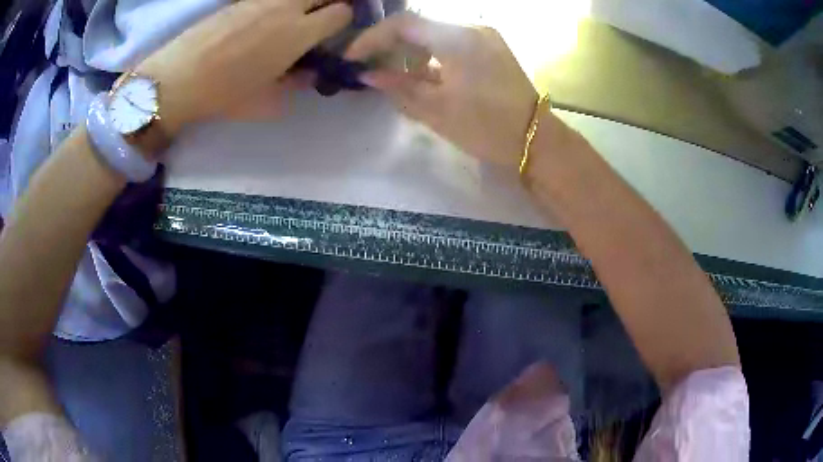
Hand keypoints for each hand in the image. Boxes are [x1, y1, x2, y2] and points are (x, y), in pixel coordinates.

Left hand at [135, 0, 352, 135]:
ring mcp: (262, 0)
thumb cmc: (224, 95)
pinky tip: (267, 20)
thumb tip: (311, 73)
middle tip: (325, 18)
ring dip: (306, 3)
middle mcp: (286, 8)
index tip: (339, 32)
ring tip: (296, 19)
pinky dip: (280, 4)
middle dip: (333, 1)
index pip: (342, 12)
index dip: (346, 20)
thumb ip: (297, 83)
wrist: (178, 78)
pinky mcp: (242, 0)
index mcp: (298, 33)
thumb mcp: (267, 101)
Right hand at [346, 13, 538, 167]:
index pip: (403, 24)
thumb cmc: (487, 128)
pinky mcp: (492, 46)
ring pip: (435, 33)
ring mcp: (485, 35)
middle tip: (372, 67)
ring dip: (411, 50)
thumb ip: (398, 87)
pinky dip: (432, 54)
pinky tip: (425, 74)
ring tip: (397, 76)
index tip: (353, 58)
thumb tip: (368, 75)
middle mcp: (472, 28)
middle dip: (390, 44)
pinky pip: (452, 41)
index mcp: (457, 39)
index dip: (372, 38)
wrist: (536, 139)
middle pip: (419, 25)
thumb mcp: (436, 110)